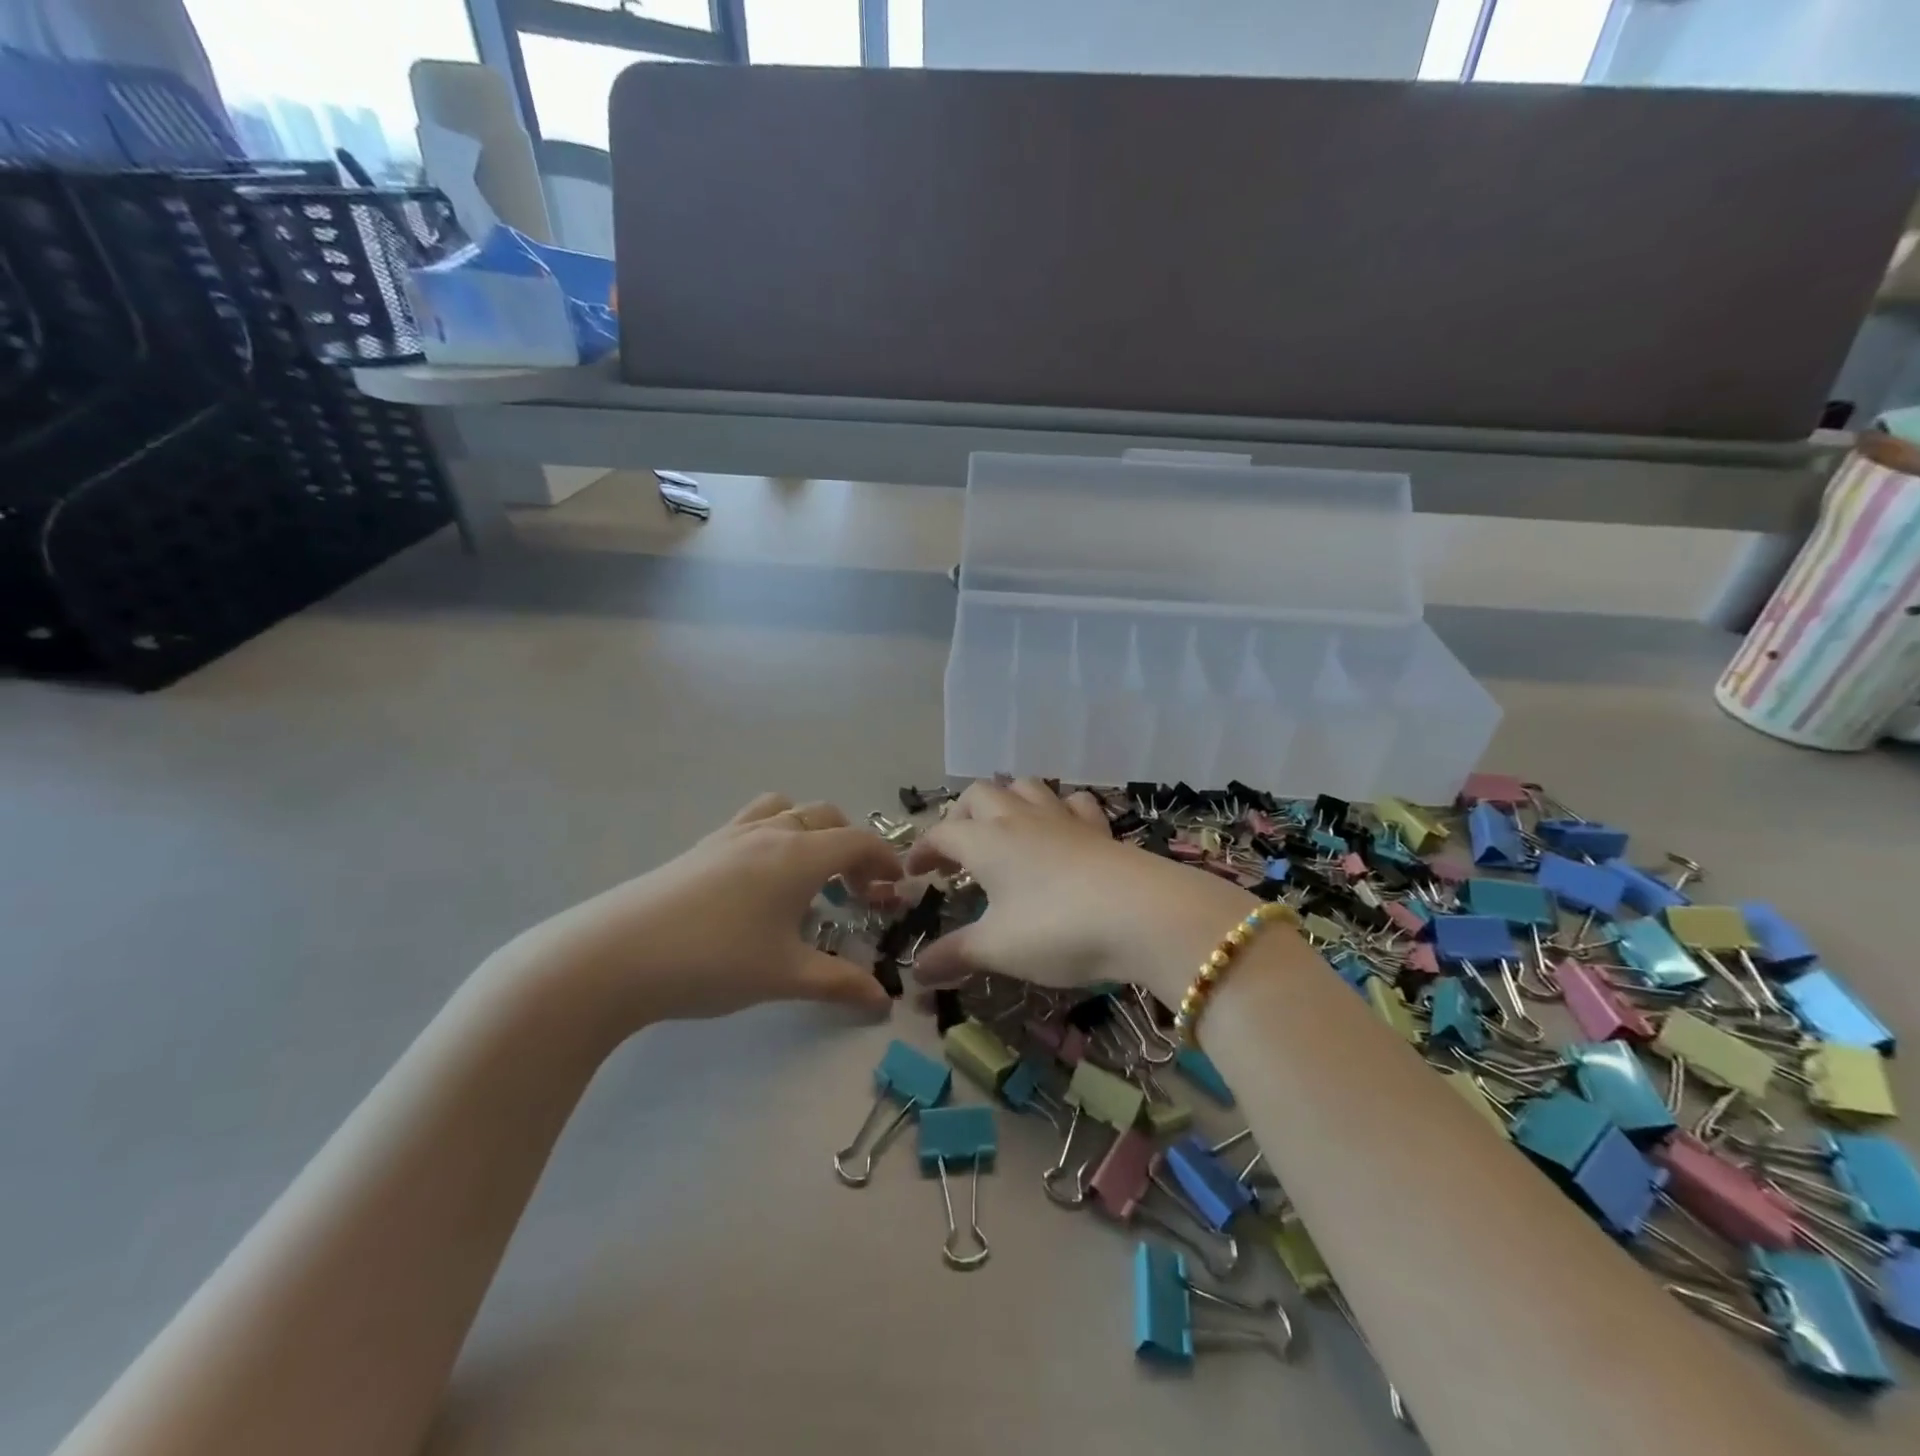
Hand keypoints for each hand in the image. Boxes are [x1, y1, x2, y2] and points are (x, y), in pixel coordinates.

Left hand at [504, 794, 901, 1031]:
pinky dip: (775, 835)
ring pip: (786, 810)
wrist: (614, 956)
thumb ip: (840, 984)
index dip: (885, 862)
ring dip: (811, 832)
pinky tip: (759, 881)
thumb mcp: (785, 976)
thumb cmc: (713, 961)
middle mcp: (770, 832)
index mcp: (799, 855)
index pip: (858, 841)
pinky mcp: (701, 847)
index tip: (896, 890)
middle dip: (852, 847)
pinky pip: (753, 821)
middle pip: (827, 818)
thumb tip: (883, 1002)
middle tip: (855, 891)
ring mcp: (731, 835)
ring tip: (808, 874)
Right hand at [903, 779, 1256, 1005]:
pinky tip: (1061, 830)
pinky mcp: (1100, 828)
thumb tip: (916, 975)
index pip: (941, 834)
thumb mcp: (998, 949)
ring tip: (1003, 831)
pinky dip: (1059, 809)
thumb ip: (954, 956)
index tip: (914, 873)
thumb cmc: (1056, 928)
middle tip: (957, 850)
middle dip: (960, 816)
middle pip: (979, 795)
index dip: (922, 850)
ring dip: (1007, 801)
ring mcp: (1063, 818)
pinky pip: (1073, 803)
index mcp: (986, 841)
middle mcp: (1020, 818)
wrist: (1143, 915)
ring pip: (1025, 787)